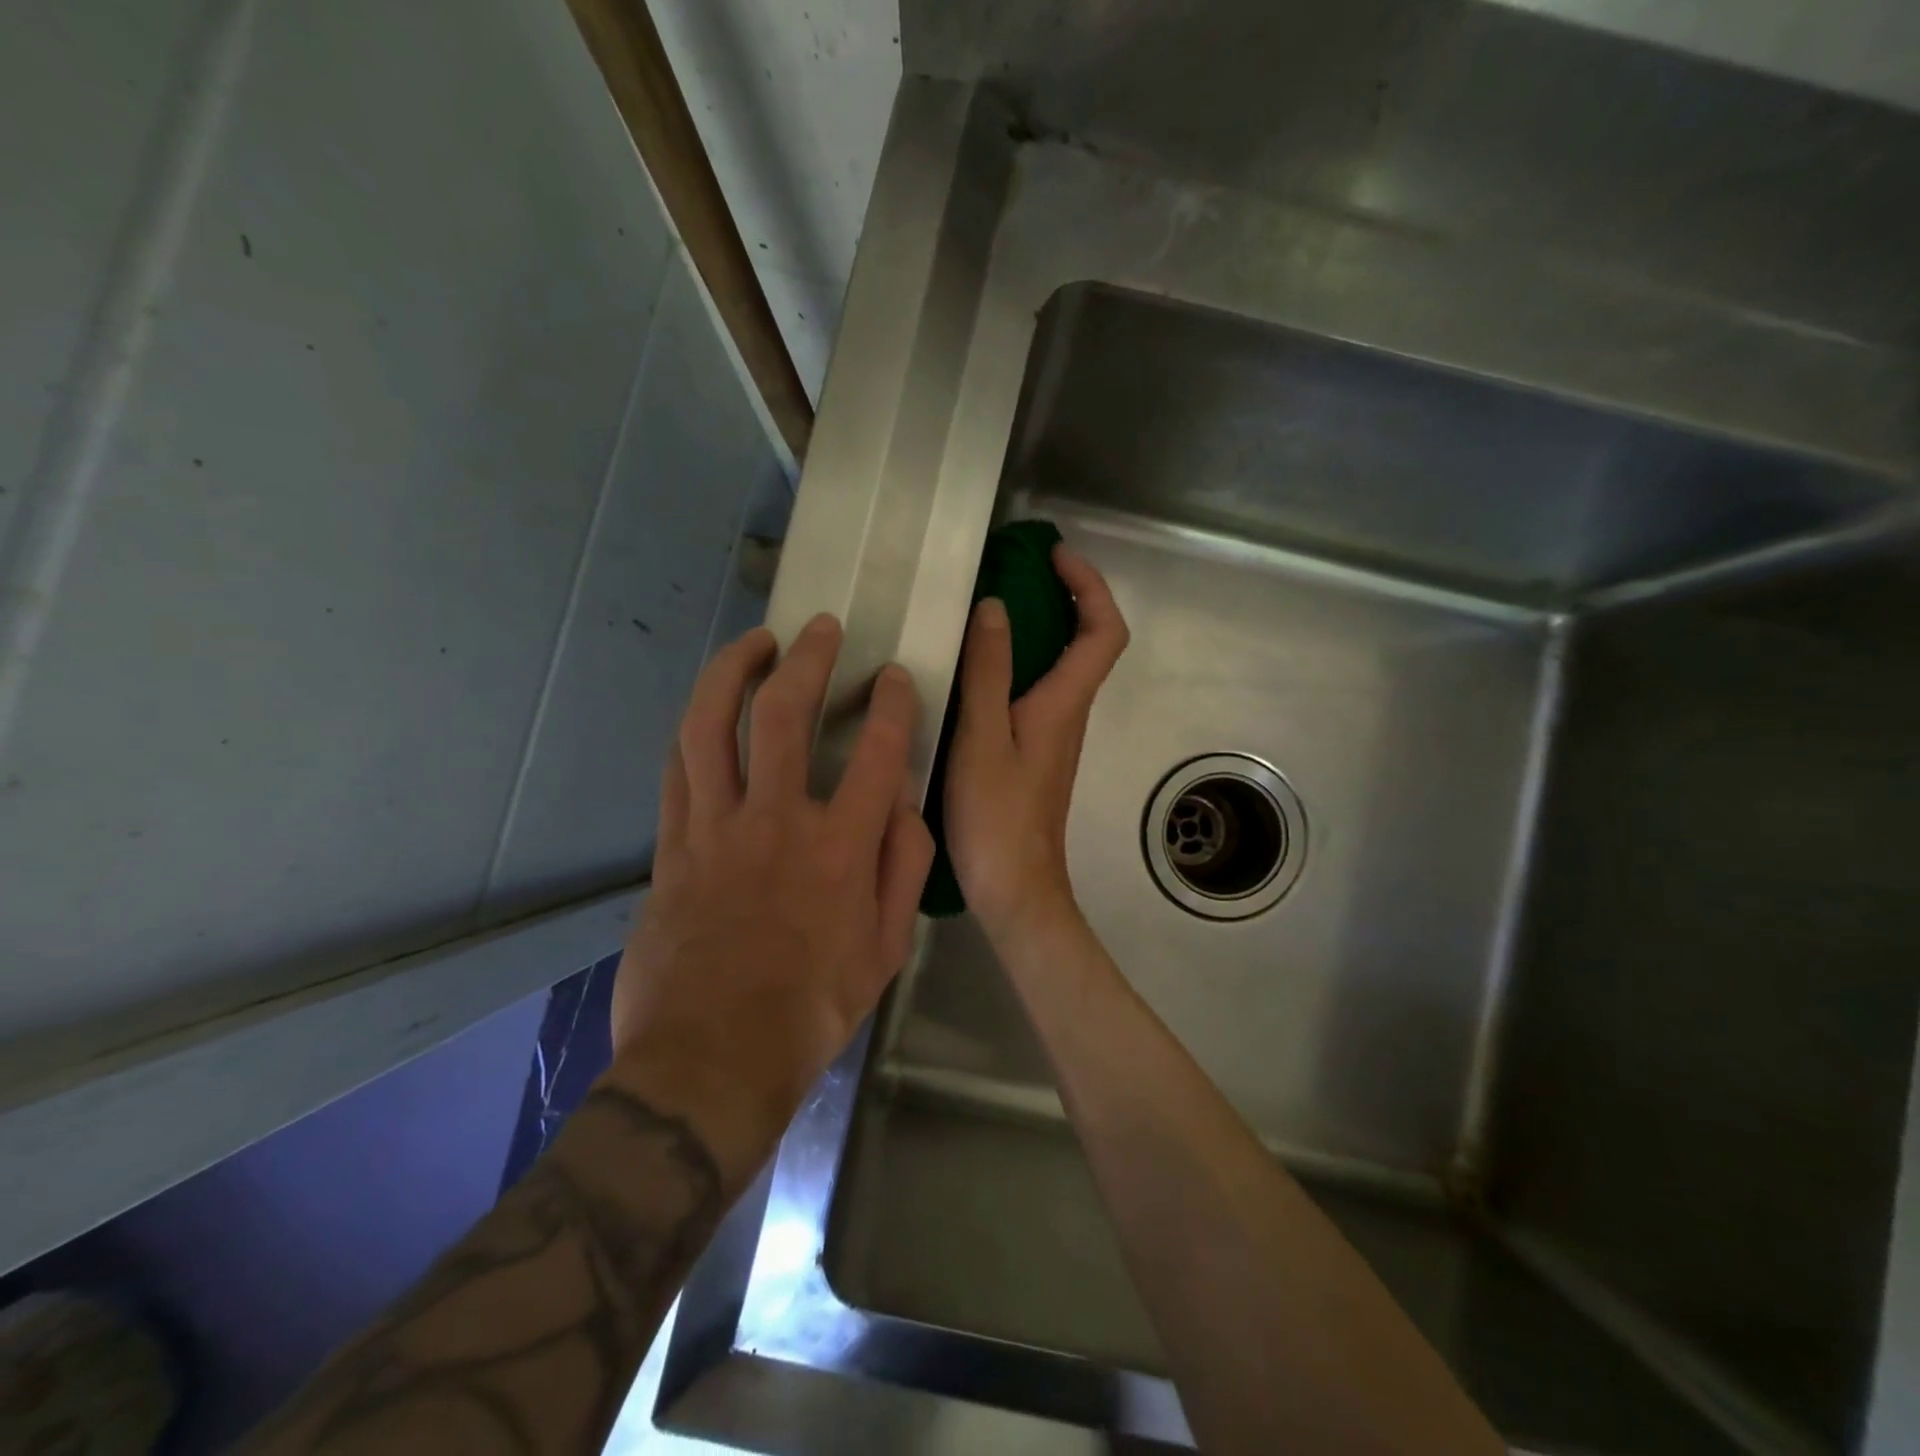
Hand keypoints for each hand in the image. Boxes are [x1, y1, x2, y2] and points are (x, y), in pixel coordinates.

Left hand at [612, 615, 934, 1186]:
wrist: (712, 1061)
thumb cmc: (812, 1010)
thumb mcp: (887, 950)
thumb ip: (903, 868)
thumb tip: (902, 804)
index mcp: (841, 849)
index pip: (877, 751)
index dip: (890, 702)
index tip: (893, 678)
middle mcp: (776, 822)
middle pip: (783, 713)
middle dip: (807, 658)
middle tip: (820, 629)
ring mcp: (714, 830)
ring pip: (710, 725)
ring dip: (732, 671)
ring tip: (752, 643)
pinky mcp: (671, 848)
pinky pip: (677, 770)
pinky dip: (695, 730)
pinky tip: (707, 711)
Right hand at [944, 545, 1129, 945]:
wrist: (1015, 888)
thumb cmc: (997, 816)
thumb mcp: (982, 737)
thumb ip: (988, 672)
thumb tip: (995, 608)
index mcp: (1064, 703)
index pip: (1104, 631)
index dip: (1091, 586)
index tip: (1056, 558)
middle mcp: (1069, 713)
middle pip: (1088, 642)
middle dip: (1066, 596)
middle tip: (1020, 572)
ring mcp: (1054, 735)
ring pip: (1062, 666)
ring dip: (1040, 627)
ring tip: (991, 607)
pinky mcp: (1036, 753)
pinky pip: (1037, 690)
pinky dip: (1020, 662)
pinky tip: (977, 668)